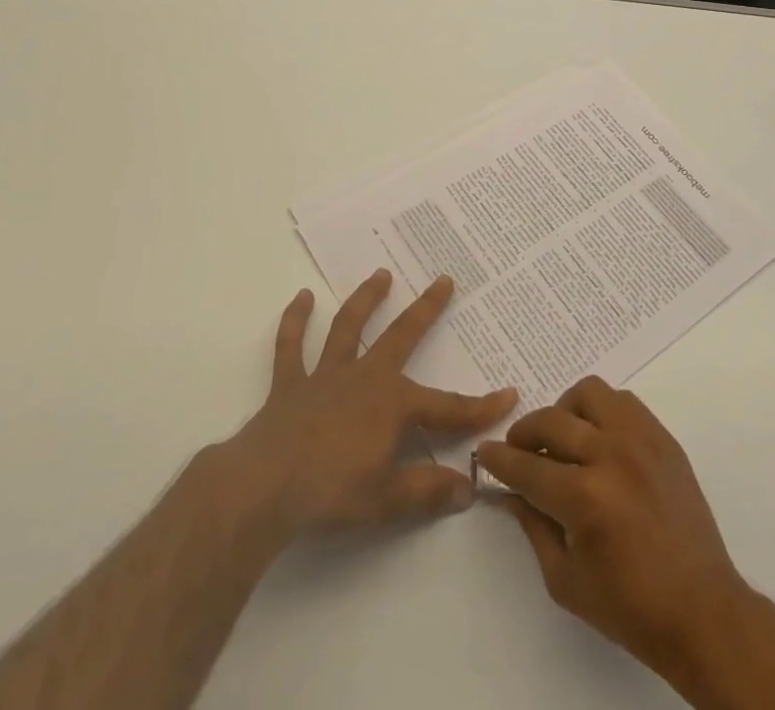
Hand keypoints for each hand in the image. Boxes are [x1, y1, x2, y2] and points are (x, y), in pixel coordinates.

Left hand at [224, 270, 516, 536]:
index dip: (480, 406)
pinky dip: (295, 321)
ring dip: (366, 299)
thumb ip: (428, 490)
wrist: (266, 486)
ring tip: (381, 274)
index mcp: (393, 405)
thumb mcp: (388, 500)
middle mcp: (364, 377)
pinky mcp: (290, 383)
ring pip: (349, 327)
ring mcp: (325, 375)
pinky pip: (292, 345)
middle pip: (402, 336)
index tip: (509, 394)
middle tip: (444, 280)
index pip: (448, 407)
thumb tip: (468, 488)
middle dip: (426, 309)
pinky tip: (302, 298)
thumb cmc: (332, 493)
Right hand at [476, 377, 748, 678]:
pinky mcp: (663, 438)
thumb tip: (509, 492)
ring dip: (566, 412)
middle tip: (519, 449)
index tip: (485, 452)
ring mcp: (641, 441)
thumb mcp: (567, 580)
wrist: (703, 612)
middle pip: (551, 422)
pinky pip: (623, 401)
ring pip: (589, 393)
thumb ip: (533, 527)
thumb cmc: (631, 608)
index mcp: (586, 499)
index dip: (499, 460)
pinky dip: (602, 411)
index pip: (527, 467)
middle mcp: (611, 456)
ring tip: (563, 438)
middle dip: (524, 433)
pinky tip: (598, 439)